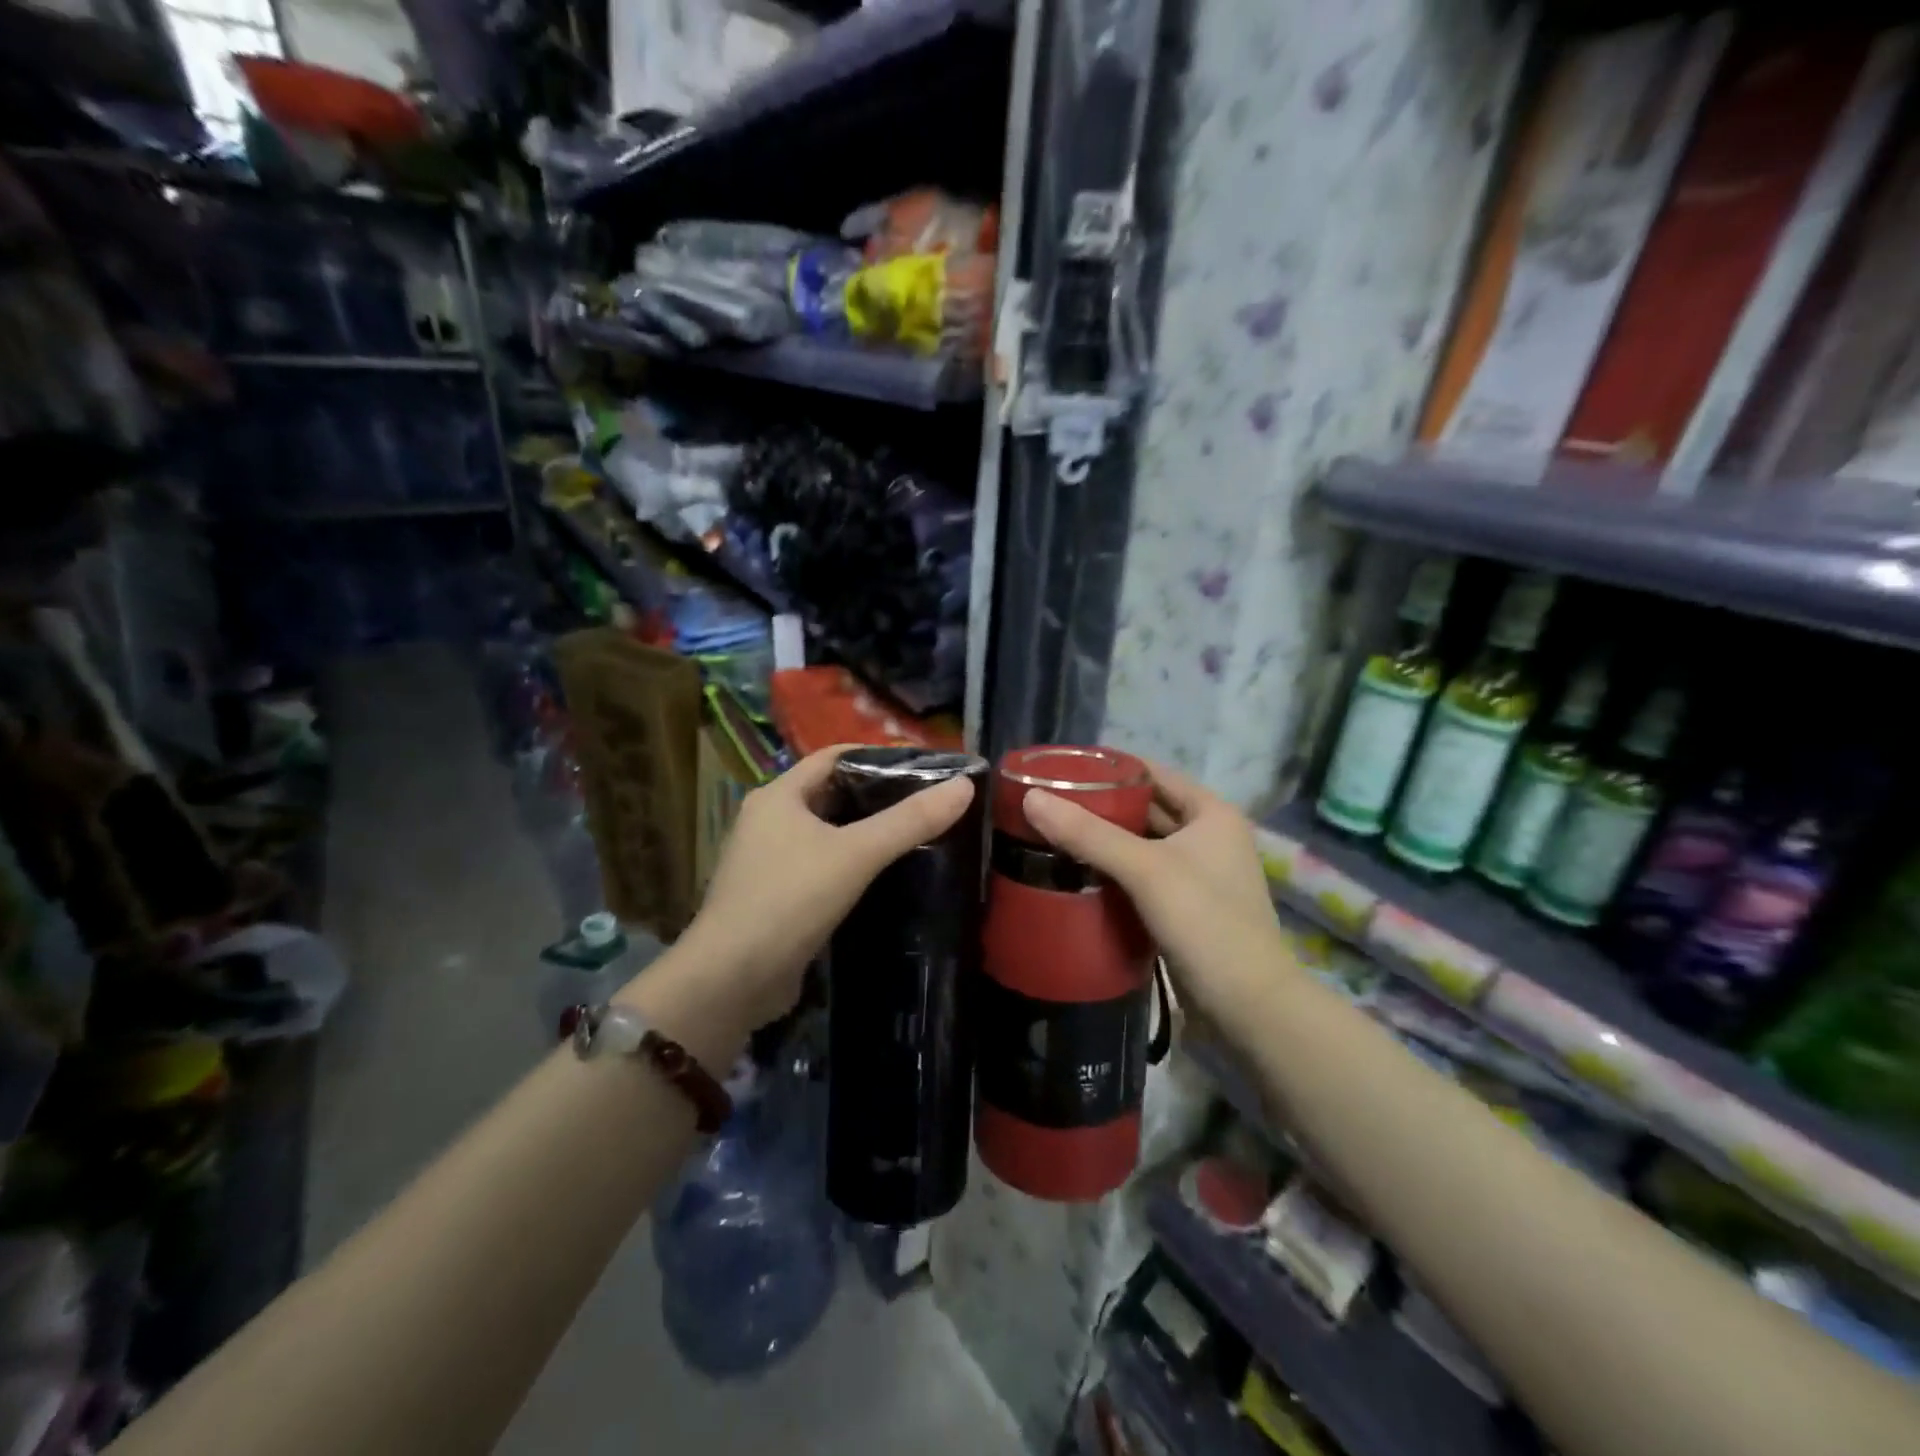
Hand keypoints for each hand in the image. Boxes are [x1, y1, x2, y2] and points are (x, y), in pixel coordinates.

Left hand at [675, 745, 974, 1027]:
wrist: (730, 980)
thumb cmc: (790, 900)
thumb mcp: (856, 854)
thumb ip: (910, 821)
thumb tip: (965, 785)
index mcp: (778, 795)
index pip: (833, 757)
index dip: (877, 756)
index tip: (922, 767)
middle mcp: (767, 820)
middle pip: (831, 794)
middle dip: (876, 795)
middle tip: (926, 802)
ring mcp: (767, 861)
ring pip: (825, 833)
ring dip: (863, 832)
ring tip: (913, 836)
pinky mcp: (773, 897)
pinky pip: (819, 866)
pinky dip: (849, 865)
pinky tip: (881, 878)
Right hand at [1021, 758, 1287, 1015]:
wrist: (1248, 1006)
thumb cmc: (1205, 921)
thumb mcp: (1145, 870)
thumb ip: (1088, 833)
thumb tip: (1031, 799)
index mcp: (1211, 813)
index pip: (1153, 773)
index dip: (1111, 768)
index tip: (1064, 768)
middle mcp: (1208, 836)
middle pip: (1146, 809)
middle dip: (1102, 806)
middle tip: (1050, 803)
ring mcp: (1198, 874)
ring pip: (1143, 845)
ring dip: (1105, 840)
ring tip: (1054, 832)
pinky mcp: (1185, 907)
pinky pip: (1143, 876)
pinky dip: (1114, 871)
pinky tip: (1078, 872)